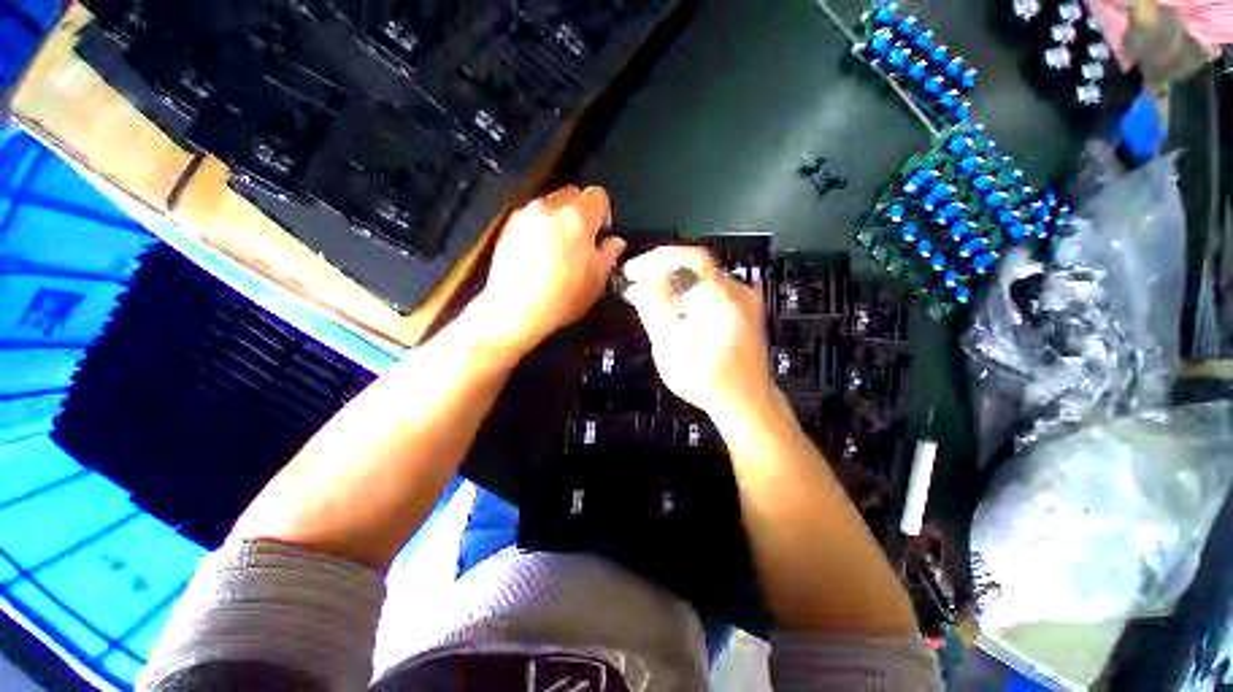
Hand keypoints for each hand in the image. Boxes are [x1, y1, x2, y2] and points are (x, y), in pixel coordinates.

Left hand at [470, 186, 625, 355]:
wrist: (512, 309)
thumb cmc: (562, 295)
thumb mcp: (597, 279)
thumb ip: (609, 253)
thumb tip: (614, 242)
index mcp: (578, 214)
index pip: (598, 194)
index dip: (604, 212)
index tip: (601, 233)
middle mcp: (550, 206)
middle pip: (572, 194)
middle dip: (579, 210)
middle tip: (580, 238)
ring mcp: (525, 215)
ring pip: (549, 204)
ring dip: (557, 217)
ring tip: (557, 246)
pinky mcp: (507, 227)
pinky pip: (530, 217)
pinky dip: (537, 227)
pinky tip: (536, 252)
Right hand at [623, 246, 775, 420]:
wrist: (748, 401)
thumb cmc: (709, 383)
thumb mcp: (673, 352)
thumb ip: (656, 314)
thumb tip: (638, 287)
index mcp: (722, 299)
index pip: (689, 258)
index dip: (657, 258)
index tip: (632, 271)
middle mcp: (737, 291)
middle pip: (695, 265)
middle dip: (661, 270)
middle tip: (634, 282)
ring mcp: (745, 299)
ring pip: (702, 276)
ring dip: (673, 281)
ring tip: (647, 297)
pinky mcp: (745, 308)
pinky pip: (713, 289)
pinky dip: (690, 292)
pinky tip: (672, 307)